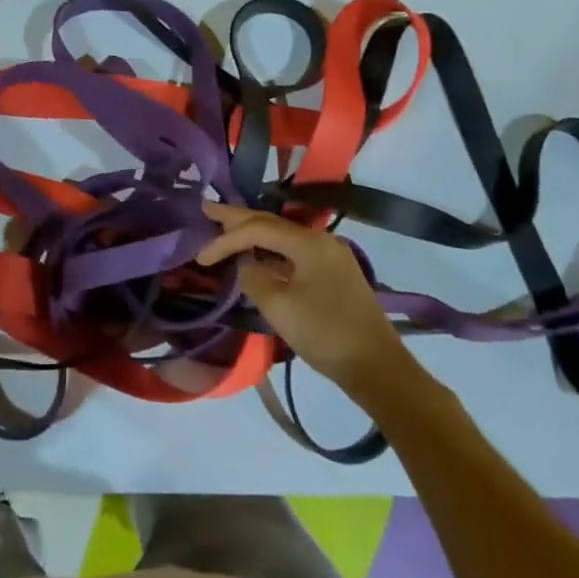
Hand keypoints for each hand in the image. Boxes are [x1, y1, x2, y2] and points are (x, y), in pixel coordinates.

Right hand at [198, 201, 406, 395]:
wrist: (378, 368)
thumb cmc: (325, 334)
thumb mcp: (279, 308)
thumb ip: (253, 278)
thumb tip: (244, 265)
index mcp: (308, 242)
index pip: (257, 229)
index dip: (225, 239)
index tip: (200, 256)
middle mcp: (320, 240)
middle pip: (271, 223)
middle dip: (237, 218)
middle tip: (207, 209)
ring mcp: (330, 256)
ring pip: (283, 236)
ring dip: (253, 233)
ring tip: (225, 229)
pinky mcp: (334, 273)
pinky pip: (294, 251)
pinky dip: (270, 250)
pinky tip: (257, 256)